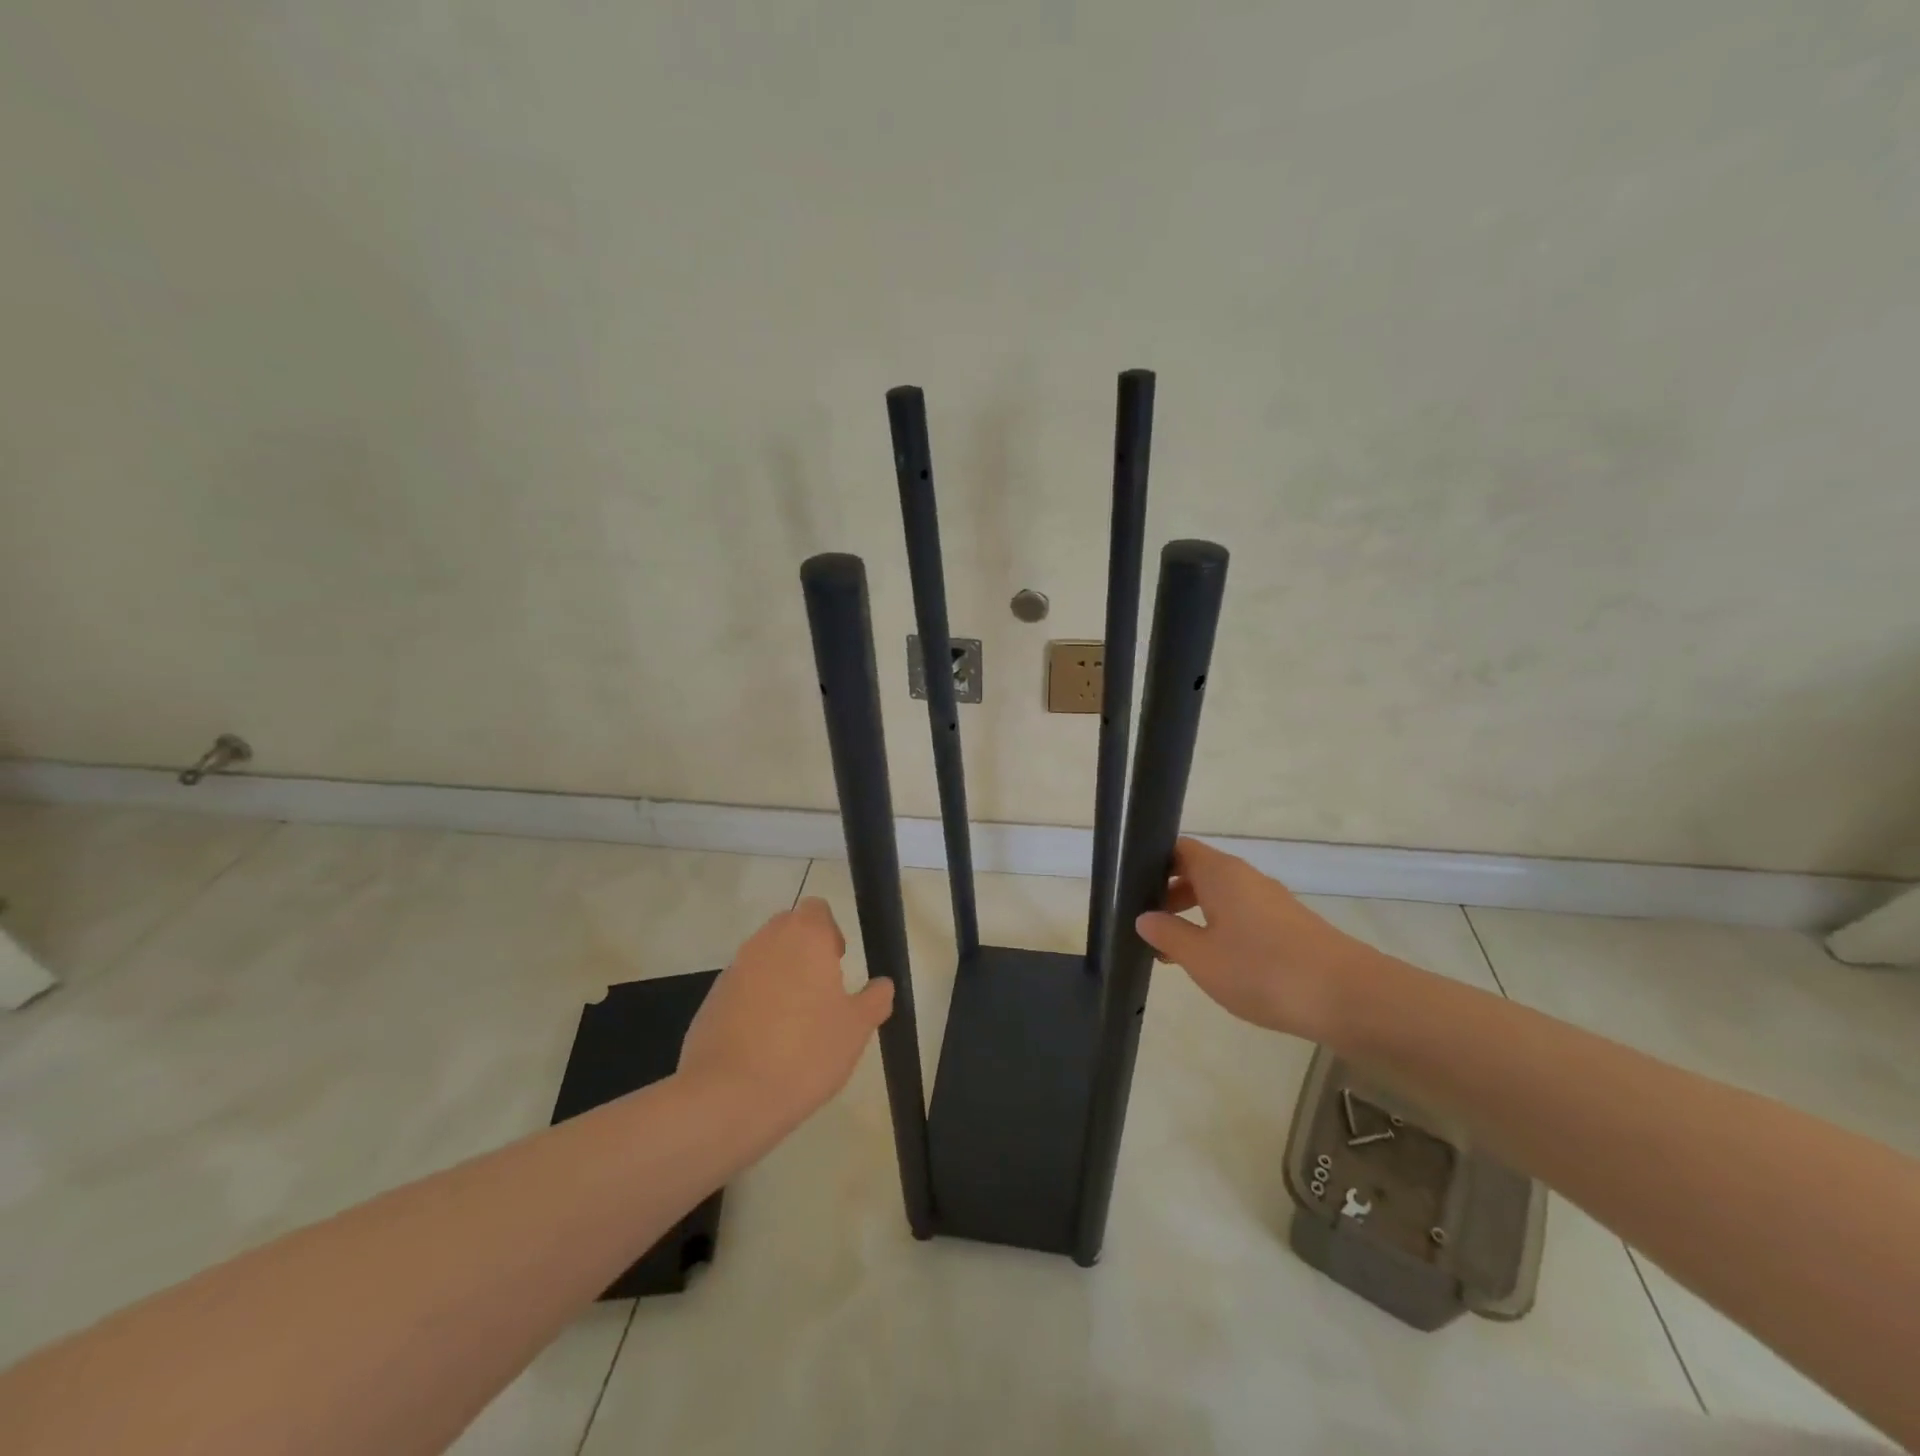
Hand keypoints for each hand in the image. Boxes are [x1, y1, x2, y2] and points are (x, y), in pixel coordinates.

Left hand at [679, 898, 893, 1128]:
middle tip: (821, 993)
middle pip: (787, 929)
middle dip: (804, 952)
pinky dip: (754, 1004)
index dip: (830, 931)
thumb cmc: (804, 1053)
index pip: (816, 909)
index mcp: (804, 937)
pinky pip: (741, 989)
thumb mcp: (856, 1030)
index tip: (838, 964)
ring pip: (763, 959)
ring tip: (793, 1024)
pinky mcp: (711, 1001)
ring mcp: (733, 970)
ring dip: (779, 978)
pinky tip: (763, 1045)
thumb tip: (882, 985)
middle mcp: (765, 943)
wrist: (726, 1097)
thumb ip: (874, 1000)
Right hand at [1134, 837, 1370, 1039]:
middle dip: (1170, 894)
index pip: (1178, 849)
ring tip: (1176, 952)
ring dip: (1195, 916)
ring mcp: (1271, 901)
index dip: (1152, 864)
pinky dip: (1222, 930)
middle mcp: (1246, 877)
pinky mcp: (1289, 925)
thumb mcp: (1201, 958)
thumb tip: (1144, 917)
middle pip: (1199, 872)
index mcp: (1220, 873)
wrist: (1348, 997)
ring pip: (1221, 896)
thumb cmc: (1263, 970)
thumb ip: (1167, 934)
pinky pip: (1243, 915)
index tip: (1132, 890)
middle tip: (1148, 926)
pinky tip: (1218, 963)